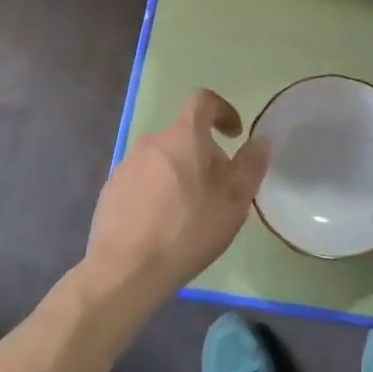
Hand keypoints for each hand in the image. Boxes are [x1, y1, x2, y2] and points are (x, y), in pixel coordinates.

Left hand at [82, 90, 269, 308]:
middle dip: (205, 155)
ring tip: (189, 213)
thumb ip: (250, 165)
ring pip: (163, 160)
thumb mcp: (233, 201)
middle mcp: (152, 142)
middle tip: (218, 191)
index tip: (234, 134)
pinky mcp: (111, 190)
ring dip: (180, 175)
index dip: (222, 110)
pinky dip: (157, 192)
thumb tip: (260, 140)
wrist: (126, 270)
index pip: (203, 101)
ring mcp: (127, 165)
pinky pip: (143, 180)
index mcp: (184, 136)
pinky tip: (162, 225)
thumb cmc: (188, 230)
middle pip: (185, 136)